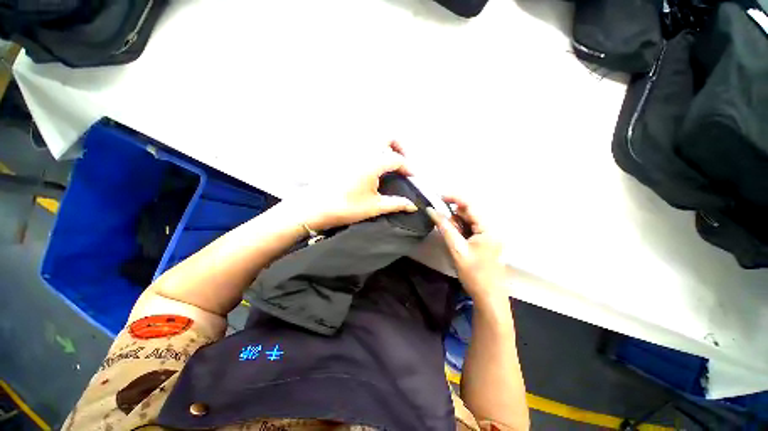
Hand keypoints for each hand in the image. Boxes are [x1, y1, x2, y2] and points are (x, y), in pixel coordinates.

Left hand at [302, 142, 417, 230]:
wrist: (316, 208)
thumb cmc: (347, 207)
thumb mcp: (374, 207)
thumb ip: (396, 204)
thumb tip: (413, 206)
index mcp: (373, 163)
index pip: (397, 159)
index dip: (407, 167)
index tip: (412, 176)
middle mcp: (363, 151)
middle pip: (385, 137)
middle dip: (398, 146)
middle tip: (401, 160)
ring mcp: (351, 151)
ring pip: (372, 138)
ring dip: (384, 145)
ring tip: (387, 161)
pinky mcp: (341, 155)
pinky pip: (360, 144)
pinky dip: (370, 148)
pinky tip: (370, 163)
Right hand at [427, 196, 507, 303]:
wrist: (488, 297)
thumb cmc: (474, 274)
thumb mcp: (457, 249)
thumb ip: (445, 228)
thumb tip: (432, 210)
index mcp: (488, 228)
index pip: (470, 205)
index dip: (454, 198)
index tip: (438, 197)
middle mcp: (491, 228)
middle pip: (469, 213)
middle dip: (454, 215)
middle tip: (441, 223)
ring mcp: (488, 235)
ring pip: (469, 221)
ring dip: (456, 224)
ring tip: (449, 236)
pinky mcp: (485, 241)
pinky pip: (470, 229)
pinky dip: (460, 230)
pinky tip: (455, 239)